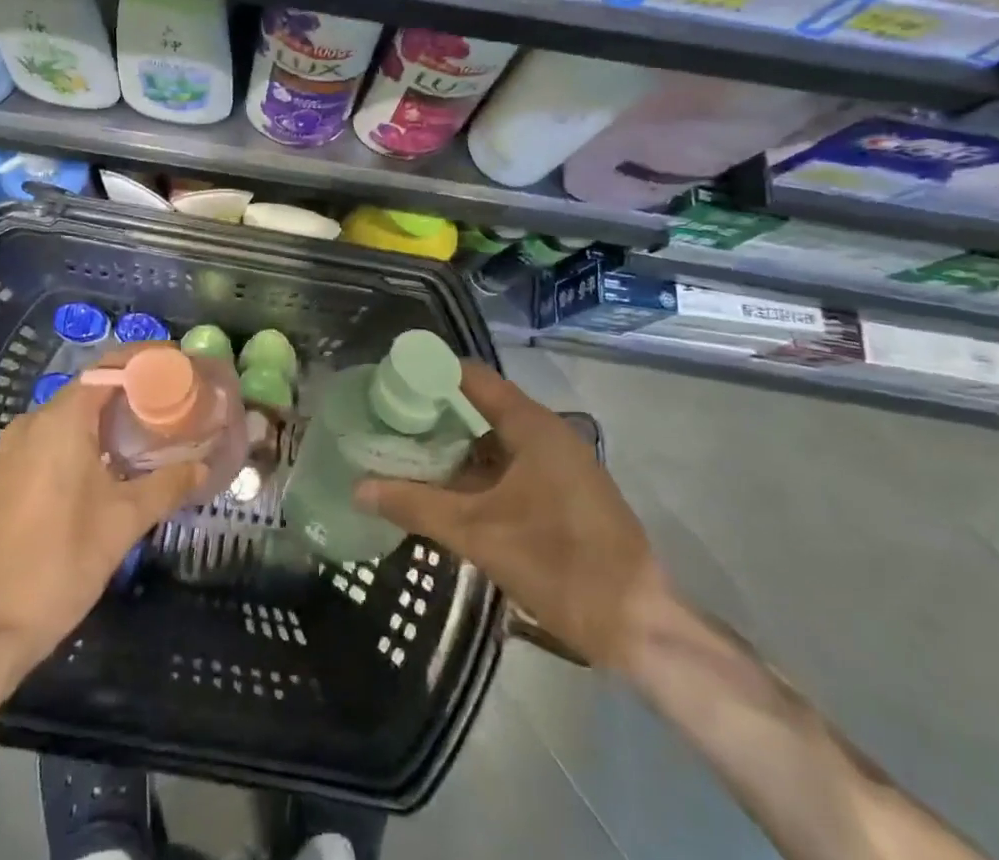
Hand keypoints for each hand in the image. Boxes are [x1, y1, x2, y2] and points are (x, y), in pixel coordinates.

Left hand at [0, 377, 201, 668]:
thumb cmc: (58, 563)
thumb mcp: (123, 522)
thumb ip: (166, 485)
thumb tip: (202, 465)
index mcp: (60, 420)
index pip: (108, 367)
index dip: (145, 360)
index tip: (178, 364)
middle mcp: (32, 422)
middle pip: (89, 388)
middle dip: (130, 390)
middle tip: (170, 402)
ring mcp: (11, 450)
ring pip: (68, 416)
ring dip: (105, 417)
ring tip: (145, 432)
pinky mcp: (2, 477)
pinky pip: (49, 440)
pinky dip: (81, 438)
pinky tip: (105, 465)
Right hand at [354, 361, 660, 670]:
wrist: (640, 626)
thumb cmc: (559, 564)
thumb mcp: (478, 534)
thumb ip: (416, 506)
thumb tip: (358, 488)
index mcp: (531, 425)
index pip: (470, 376)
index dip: (429, 372)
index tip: (388, 378)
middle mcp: (547, 433)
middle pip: (480, 406)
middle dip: (434, 413)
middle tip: (387, 420)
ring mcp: (559, 464)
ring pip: (495, 440)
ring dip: (454, 447)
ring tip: (406, 453)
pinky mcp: (565, 493)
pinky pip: (511, 466)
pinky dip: (477, 472)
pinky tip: (446, 491)